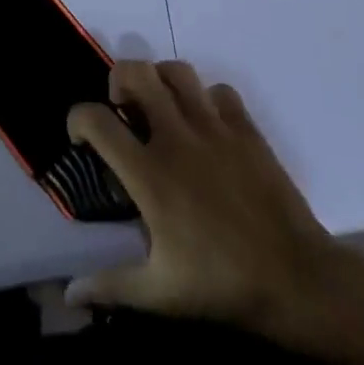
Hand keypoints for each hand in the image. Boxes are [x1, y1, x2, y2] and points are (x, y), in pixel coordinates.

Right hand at [64, 60, 344, 340]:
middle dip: (119, 79)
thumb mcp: (159, 294)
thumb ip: (110, 285)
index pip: (98, 120)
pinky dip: (206, 98)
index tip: (80, 137)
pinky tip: (206, 124)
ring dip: (160, 79)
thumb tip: (69, 293)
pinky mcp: (245, 127)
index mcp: (149, 172)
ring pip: (177, 71)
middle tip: (121, 108)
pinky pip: (219, 91)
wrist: (294, 277)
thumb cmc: (221, 284)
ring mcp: (214, 126)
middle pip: (137, 72)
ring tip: (160, 105)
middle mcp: (177, 136)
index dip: (77, 118)